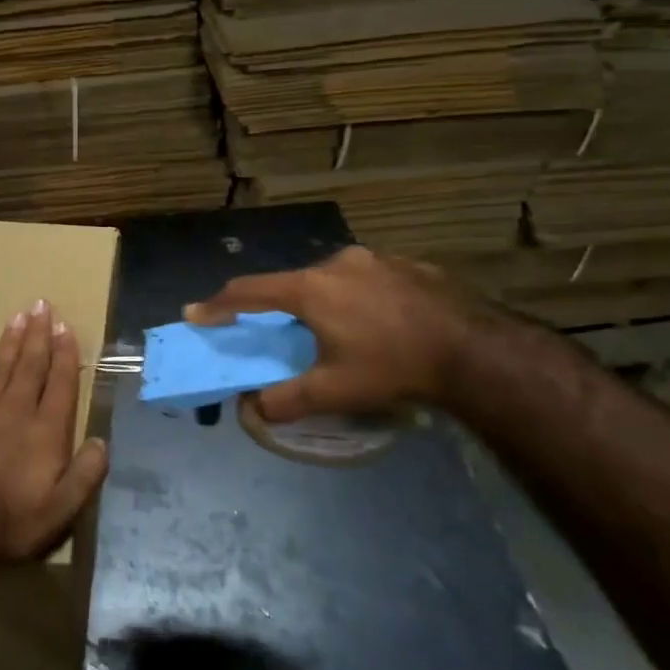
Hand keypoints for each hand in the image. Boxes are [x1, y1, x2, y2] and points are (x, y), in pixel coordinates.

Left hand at [0, 300, 109, 568]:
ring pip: (0, 366)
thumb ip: (84, 475)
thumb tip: (102, 441)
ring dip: (11, 340)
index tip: (66, 328)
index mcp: (45, 431)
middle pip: (30, 365)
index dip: (65, 354)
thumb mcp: (59, 512)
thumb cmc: (6, 522)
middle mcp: (14, 411)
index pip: (60, 383)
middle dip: (38, 334)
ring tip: (19, 316)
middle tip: (42, 305)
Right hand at [183, 247, 483, 421]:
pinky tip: (375, 322)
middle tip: (277, 332)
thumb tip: (251, 410)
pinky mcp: (407, 265)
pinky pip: (365, 279)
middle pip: (290, 283)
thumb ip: (284, 400)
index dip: (218, 304)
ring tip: (334, 330)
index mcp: (310, 289)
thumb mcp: (332, 391)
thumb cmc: (392, 367)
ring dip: (320, 301)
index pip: (249, 291)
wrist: (474, 351)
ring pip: (330, 279)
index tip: (195, 313)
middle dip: (277, 306)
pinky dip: (355, 297)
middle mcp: (337, 263)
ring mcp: (375, 259)